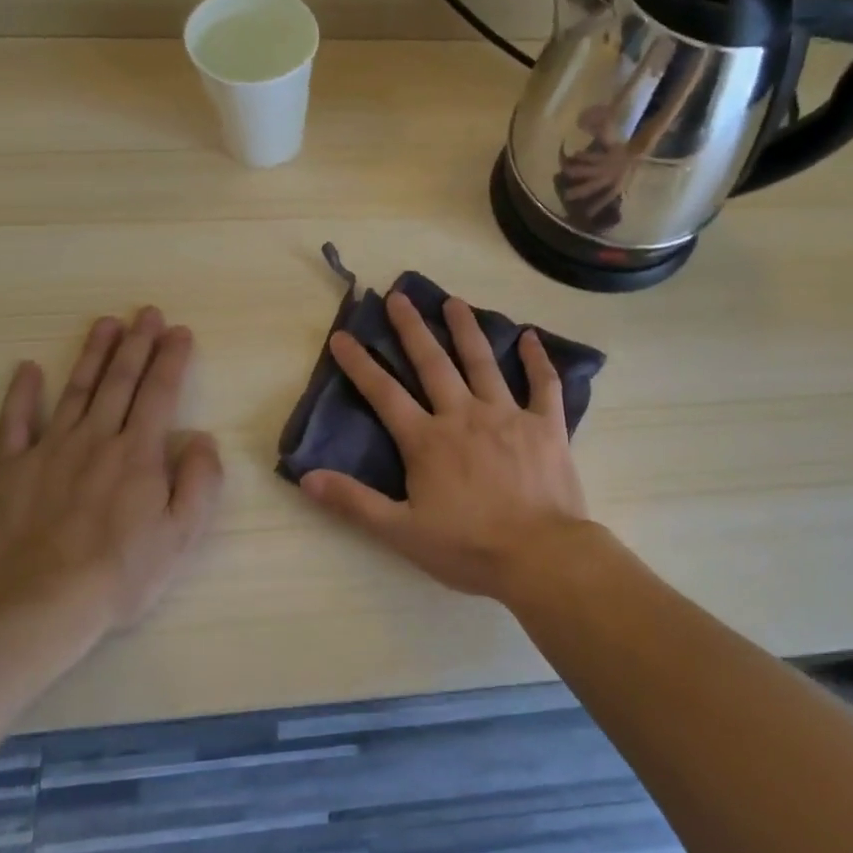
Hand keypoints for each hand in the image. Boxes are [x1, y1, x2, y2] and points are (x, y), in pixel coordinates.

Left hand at [0, 306, 223, 646]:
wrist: (36, 605)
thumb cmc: (120, 573)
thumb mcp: (181, 534)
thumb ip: (200, 481)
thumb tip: (202, 439)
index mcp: (139, 452)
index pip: (160, 392)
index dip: (171, 358)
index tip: (179, 331)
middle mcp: (96, 438)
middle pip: (119, 381)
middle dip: (137, 343)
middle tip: (146, 313)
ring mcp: (49, 450)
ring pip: (75, 390)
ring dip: (93, 354)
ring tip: (105, 324)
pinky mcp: (11, 470)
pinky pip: (14, 423)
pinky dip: (20, 394)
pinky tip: (27, 369)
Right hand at [301, 292, 589, 600]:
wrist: (540, 555)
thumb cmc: (468, 547)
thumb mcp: (402, 532)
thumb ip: (354, 502)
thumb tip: (306, 477)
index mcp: (427, 440)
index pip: (384, 393)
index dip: (360, 364)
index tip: (343, 335)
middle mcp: (464, 415)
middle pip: (433, 364)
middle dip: (412, 328)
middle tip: (399, 296)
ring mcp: (508, 415)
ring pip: (483, 362)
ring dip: (466, 329)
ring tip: (454, 301)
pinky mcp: (546, 425)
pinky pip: (543, 384)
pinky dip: (537, 360)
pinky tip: (531, 336)